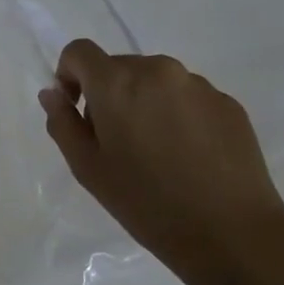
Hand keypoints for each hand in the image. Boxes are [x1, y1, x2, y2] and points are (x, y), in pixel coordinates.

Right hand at [39, 42, 283, 282]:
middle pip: (119, 66)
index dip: (69, 74)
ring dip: (144, 103)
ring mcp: (198, 85)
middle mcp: (159, 70)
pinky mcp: (229, 104)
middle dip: (108, 93)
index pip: (79, 51)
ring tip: (155, 151)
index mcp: (117, 82)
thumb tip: (53, 95)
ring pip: (155, 82)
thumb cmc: (145, 201)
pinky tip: (186, 157)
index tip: (76, 109)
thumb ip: (62, 123)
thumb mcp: (86, 167)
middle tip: (114, 141)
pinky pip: (187, 98)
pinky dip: (176, 116)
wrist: (231, 233)